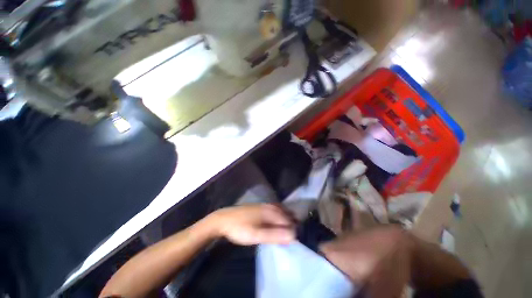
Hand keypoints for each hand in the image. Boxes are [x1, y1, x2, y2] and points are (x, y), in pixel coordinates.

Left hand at [207, 204, 295, 245]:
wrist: (223, 220)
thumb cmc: (240, 228)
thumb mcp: (256, 235)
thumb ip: (274, 235)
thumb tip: (292, 236)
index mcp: (269, 212)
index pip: (286, 219)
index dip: (293, 229)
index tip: (295, 239)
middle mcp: (268, 206)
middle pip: (284, 212)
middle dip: (291, 221)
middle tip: (295, 232)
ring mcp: (263, 205)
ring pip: (279, 209)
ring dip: (286, 216)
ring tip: (290, 225)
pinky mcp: (258, 207)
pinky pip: (273, 208)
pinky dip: (279, 213)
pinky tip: (276, 217)